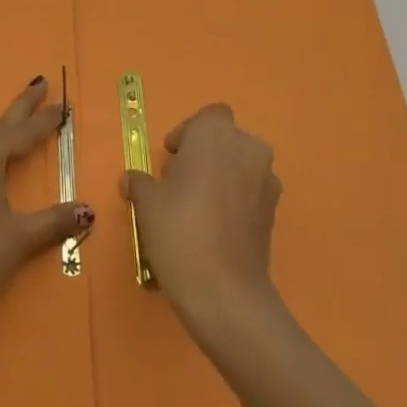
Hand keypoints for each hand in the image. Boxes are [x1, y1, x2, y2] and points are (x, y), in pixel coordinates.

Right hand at [122, 104, 282, 345]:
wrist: (223, 289)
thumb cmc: (179, 229)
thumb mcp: (146, 202)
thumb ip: (139, 183)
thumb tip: (131, 180)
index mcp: (216, 134)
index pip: (207, 117)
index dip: (188, 134)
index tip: (170, 158)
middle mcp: (248, 148)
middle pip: (225, 141)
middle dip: (204, 156)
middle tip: (177, 184)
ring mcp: (267, 180)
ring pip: (239, 167)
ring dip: (220, 178)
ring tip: (194, 210)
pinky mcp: (275, 212)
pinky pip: (249, 194)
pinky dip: (233, 202)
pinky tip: (212, 229)